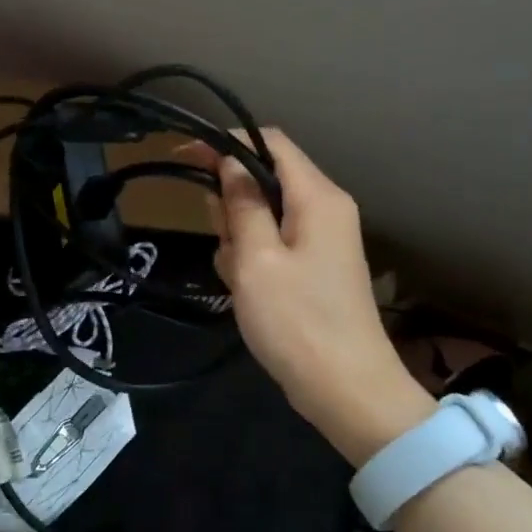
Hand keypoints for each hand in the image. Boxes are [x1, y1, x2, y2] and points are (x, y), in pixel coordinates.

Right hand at [189, 130, 432, 463]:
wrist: (346, 390)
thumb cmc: (297, 320)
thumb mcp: (256, 258)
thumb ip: (242, 204)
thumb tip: (231, 162)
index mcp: (318, 197)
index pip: (271, 142)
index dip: (227, 142)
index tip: (185, 156)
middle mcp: (325, 209)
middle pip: (265, 178)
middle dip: (231, 202)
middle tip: (221, 238)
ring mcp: (320, 241)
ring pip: (263, 215)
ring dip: (238, 237)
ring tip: (237, 276)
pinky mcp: (313, 268)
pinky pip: (272, 244)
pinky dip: (251, 259)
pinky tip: (245, 290)